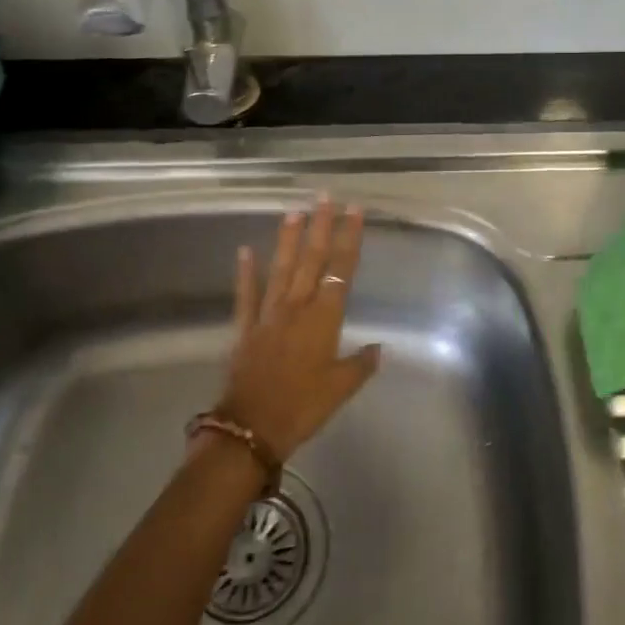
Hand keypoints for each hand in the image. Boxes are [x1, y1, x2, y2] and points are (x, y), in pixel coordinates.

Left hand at [212, 195, 381, 464]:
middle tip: (325, 197)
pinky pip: (246, 295)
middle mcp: (297, 307)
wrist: (252, 427)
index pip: (341, 270)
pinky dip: (245, 272)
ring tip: (294, 211)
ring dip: (288, 238)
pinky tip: (244, 250)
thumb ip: (361, 364)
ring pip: (281, 268)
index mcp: (324, 318)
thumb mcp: (340, 389)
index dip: (349, 238)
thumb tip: (379, 348)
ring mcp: (268, 314)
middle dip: (321, 226)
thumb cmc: (303, 407)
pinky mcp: (245, 327)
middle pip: (311, 260)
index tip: (354, 211)